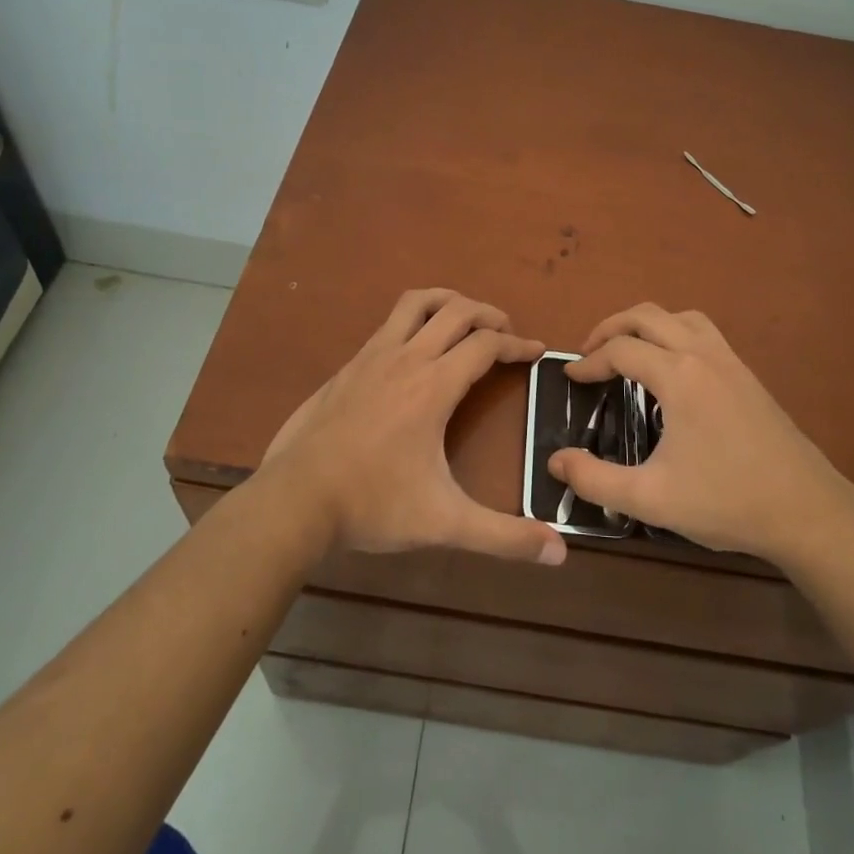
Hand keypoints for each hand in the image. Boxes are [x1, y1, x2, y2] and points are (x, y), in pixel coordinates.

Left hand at [260, 288, 566, 565]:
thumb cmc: (373, 504)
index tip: (537, 351)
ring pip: (416, 303)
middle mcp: (406, 359)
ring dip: (448, 302)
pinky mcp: (347, 366)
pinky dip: (414, 320)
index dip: (517, 344)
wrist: (294, 500)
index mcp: (434, 386)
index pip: (486, 345)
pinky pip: (389, 324)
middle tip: (506, 331)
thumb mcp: (444, 523)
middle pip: (456, 311)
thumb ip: (503, 536)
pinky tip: (414, 349)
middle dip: (488, 314)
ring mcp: (371, 357)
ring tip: (465, 318)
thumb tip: (559, 552)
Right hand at [547, 304, 853, 568]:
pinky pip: (704, 331)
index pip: (621, 349)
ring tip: (627, 350)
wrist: (807, 511)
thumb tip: (556, 461)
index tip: (570, 379)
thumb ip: (595, 479)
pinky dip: (675, 332)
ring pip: (680, 316)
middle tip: (589, 353)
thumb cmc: (726, 501)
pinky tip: (672, 368)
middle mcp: (704, 354)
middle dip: (610, 327)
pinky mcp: (748, 375)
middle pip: (647, 315)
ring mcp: (731, 361)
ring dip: (646, 324)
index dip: (589, 362)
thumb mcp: (651, 498)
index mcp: (679, 376)